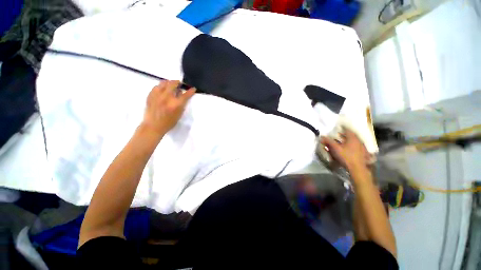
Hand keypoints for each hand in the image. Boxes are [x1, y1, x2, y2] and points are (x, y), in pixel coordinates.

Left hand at [141, 80, 195, 136]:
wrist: (153, 126)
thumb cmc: (169, 122)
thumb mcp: (179, 114)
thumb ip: (181, 104)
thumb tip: (181, 94)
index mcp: (176, 104)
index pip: (185, 95)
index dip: (190, 91)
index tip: (193, 88)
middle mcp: (167, 97)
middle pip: (173, 84)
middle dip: (178, 82)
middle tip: (179, 83)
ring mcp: (157, 95)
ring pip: (163, 83)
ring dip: (169, 82)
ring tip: (171, 84)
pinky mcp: (150, 95)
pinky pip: (156, 86)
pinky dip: (161, 86)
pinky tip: (162, 88)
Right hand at [320, 128, 369, 172]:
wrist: (357, 168)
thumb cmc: (346, 156)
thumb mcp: (336, 148)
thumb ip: (329, 142)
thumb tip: (321, 136)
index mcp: (353, 138)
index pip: (347, 130)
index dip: (342, 128)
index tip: (338, 127)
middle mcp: (358, 141)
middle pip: (351, 135)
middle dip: (343, 135)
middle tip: (337, 135)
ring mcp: (362, 147)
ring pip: (353, 141)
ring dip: (347, 140)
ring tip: (341, 142)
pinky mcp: (363, 153)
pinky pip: (356, 146)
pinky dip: (350, 146)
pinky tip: (347, 149)